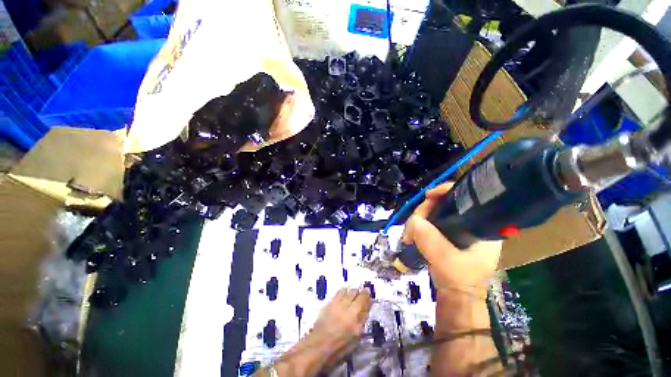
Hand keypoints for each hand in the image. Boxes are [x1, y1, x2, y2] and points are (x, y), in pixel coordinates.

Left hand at [311, 287, 372, 343]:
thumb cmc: (339, 346)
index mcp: (355, 321)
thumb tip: (366, 309)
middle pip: (356, 295)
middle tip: (363, 291)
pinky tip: (344, 292)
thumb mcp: (355, 338)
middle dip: (360, 292)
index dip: (367, 297)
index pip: (364, 304)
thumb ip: (361, 321)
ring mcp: (338, 305)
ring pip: (348, 291)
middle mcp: (348, 310)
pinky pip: (339, 292)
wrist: (319, 345)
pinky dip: (343, 291)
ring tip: (353, 292)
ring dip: (352, 291)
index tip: (369, 293)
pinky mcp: (330, 303)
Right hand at [402, 182, 501, 292]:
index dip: (446, 192)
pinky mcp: (446, 234)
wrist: (456, 297)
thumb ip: (432, 240)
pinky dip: (418, 226)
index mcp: (481, 226)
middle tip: (412, 225)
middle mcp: (470, 223)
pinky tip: (411, 235)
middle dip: (424, 211)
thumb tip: (415, 220)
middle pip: (443, 204)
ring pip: (433, 212)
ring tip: (408, 236)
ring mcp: (456, 228)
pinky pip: (429, 222)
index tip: (428, 196)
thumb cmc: (460, 280)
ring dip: (417, 220)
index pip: (466, 198)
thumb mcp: (447, 260)